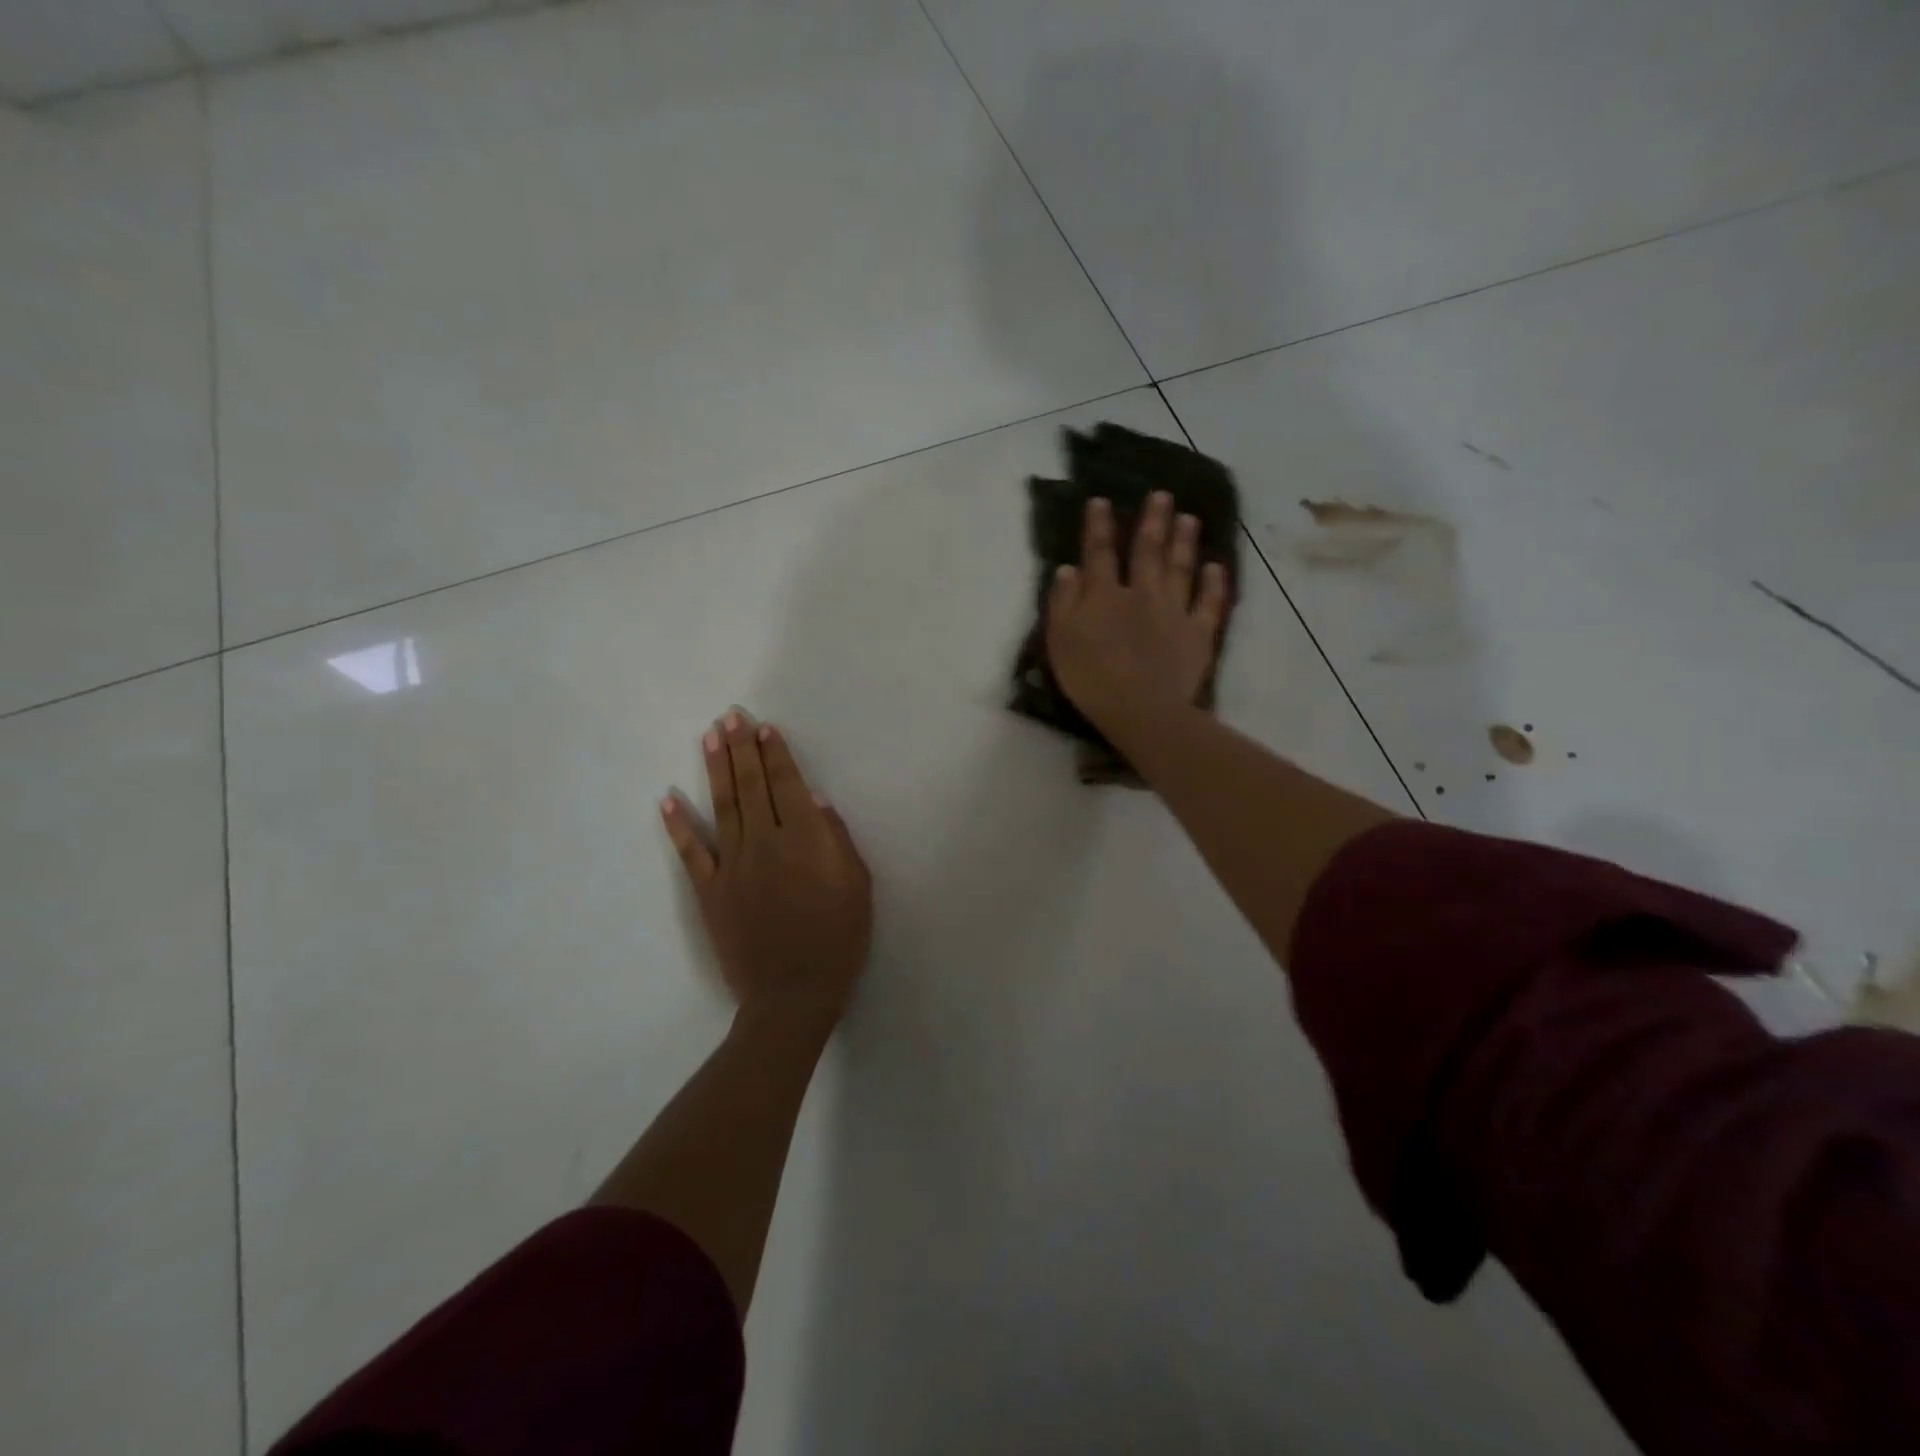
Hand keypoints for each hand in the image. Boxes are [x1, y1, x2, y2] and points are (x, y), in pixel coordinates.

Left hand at [661, 710, 872, 1028]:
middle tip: (730, 717)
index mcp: (804, 839)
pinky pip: (691, 852)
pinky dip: (678, 825)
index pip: (788, 785)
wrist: (794, 992)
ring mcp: (732, 866)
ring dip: (715, 769)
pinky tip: (668, 799)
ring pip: (722, 807)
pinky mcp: (710, 891)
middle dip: (742, 748)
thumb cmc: (838, 937)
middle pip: (752, 786)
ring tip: (709, 738)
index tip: (764, 728)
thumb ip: (837, 839)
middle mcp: (764, 842)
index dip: (775, 754)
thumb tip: (816, 802)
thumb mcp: (858, 885)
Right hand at [1045, 491, 1229, 738]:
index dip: (1099, 526)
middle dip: (1153, 521)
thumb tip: (1068, 568)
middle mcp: (1142, 593)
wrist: (1140, 709)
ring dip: (1185, 542)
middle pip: (1148, 551)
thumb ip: (1063, 602)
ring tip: (1190, 518)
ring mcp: (1175, 611)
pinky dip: (1214, 584)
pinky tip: (1216, 567)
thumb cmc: (1091, 677)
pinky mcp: (1198, 634)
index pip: (1100, 553)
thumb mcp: (1060, 640)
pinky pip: (1209, 603)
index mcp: (1104, 595)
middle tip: (1162, 495)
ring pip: (1181, 569)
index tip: (1101, 501)